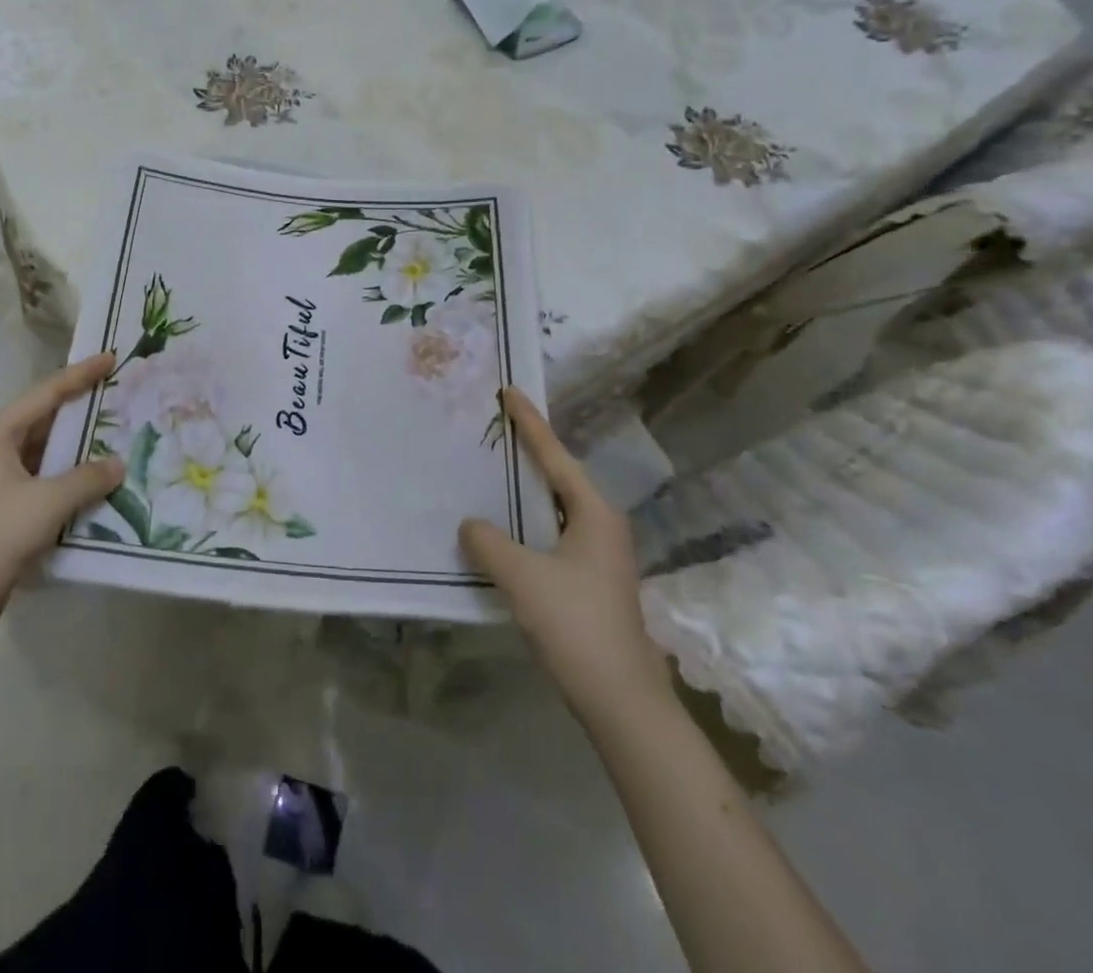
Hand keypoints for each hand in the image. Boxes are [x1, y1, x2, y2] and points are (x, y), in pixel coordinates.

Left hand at [0, 352, 124, 636]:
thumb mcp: (48, 501)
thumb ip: (87, 478)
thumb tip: (118, 465)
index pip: (46, 394)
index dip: (80, 375)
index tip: (110, 358)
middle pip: (44, 420)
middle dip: (80, 409)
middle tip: (117, 395)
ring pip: (46, 453)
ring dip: (77, 447)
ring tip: (115, 436)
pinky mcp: (4, 511)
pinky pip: (44, 482)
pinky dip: (69, 478)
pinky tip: (96, 483)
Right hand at [460, 387, 670, 726]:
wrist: (621, 700)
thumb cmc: (576, 625)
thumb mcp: (522, 576)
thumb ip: (489, 542)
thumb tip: (471, 524)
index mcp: (594, 514)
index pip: (555, 455)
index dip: (530, 423)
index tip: (510, 392)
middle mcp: (601, 526)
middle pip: (559, 476)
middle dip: (529, 452)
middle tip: (495, 429)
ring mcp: (599, 556)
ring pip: (556, 508)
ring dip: (527, 490)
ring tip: (493, 471)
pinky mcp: (590, 581)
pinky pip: (552, 534)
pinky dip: (527, 522)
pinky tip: (504, 530)